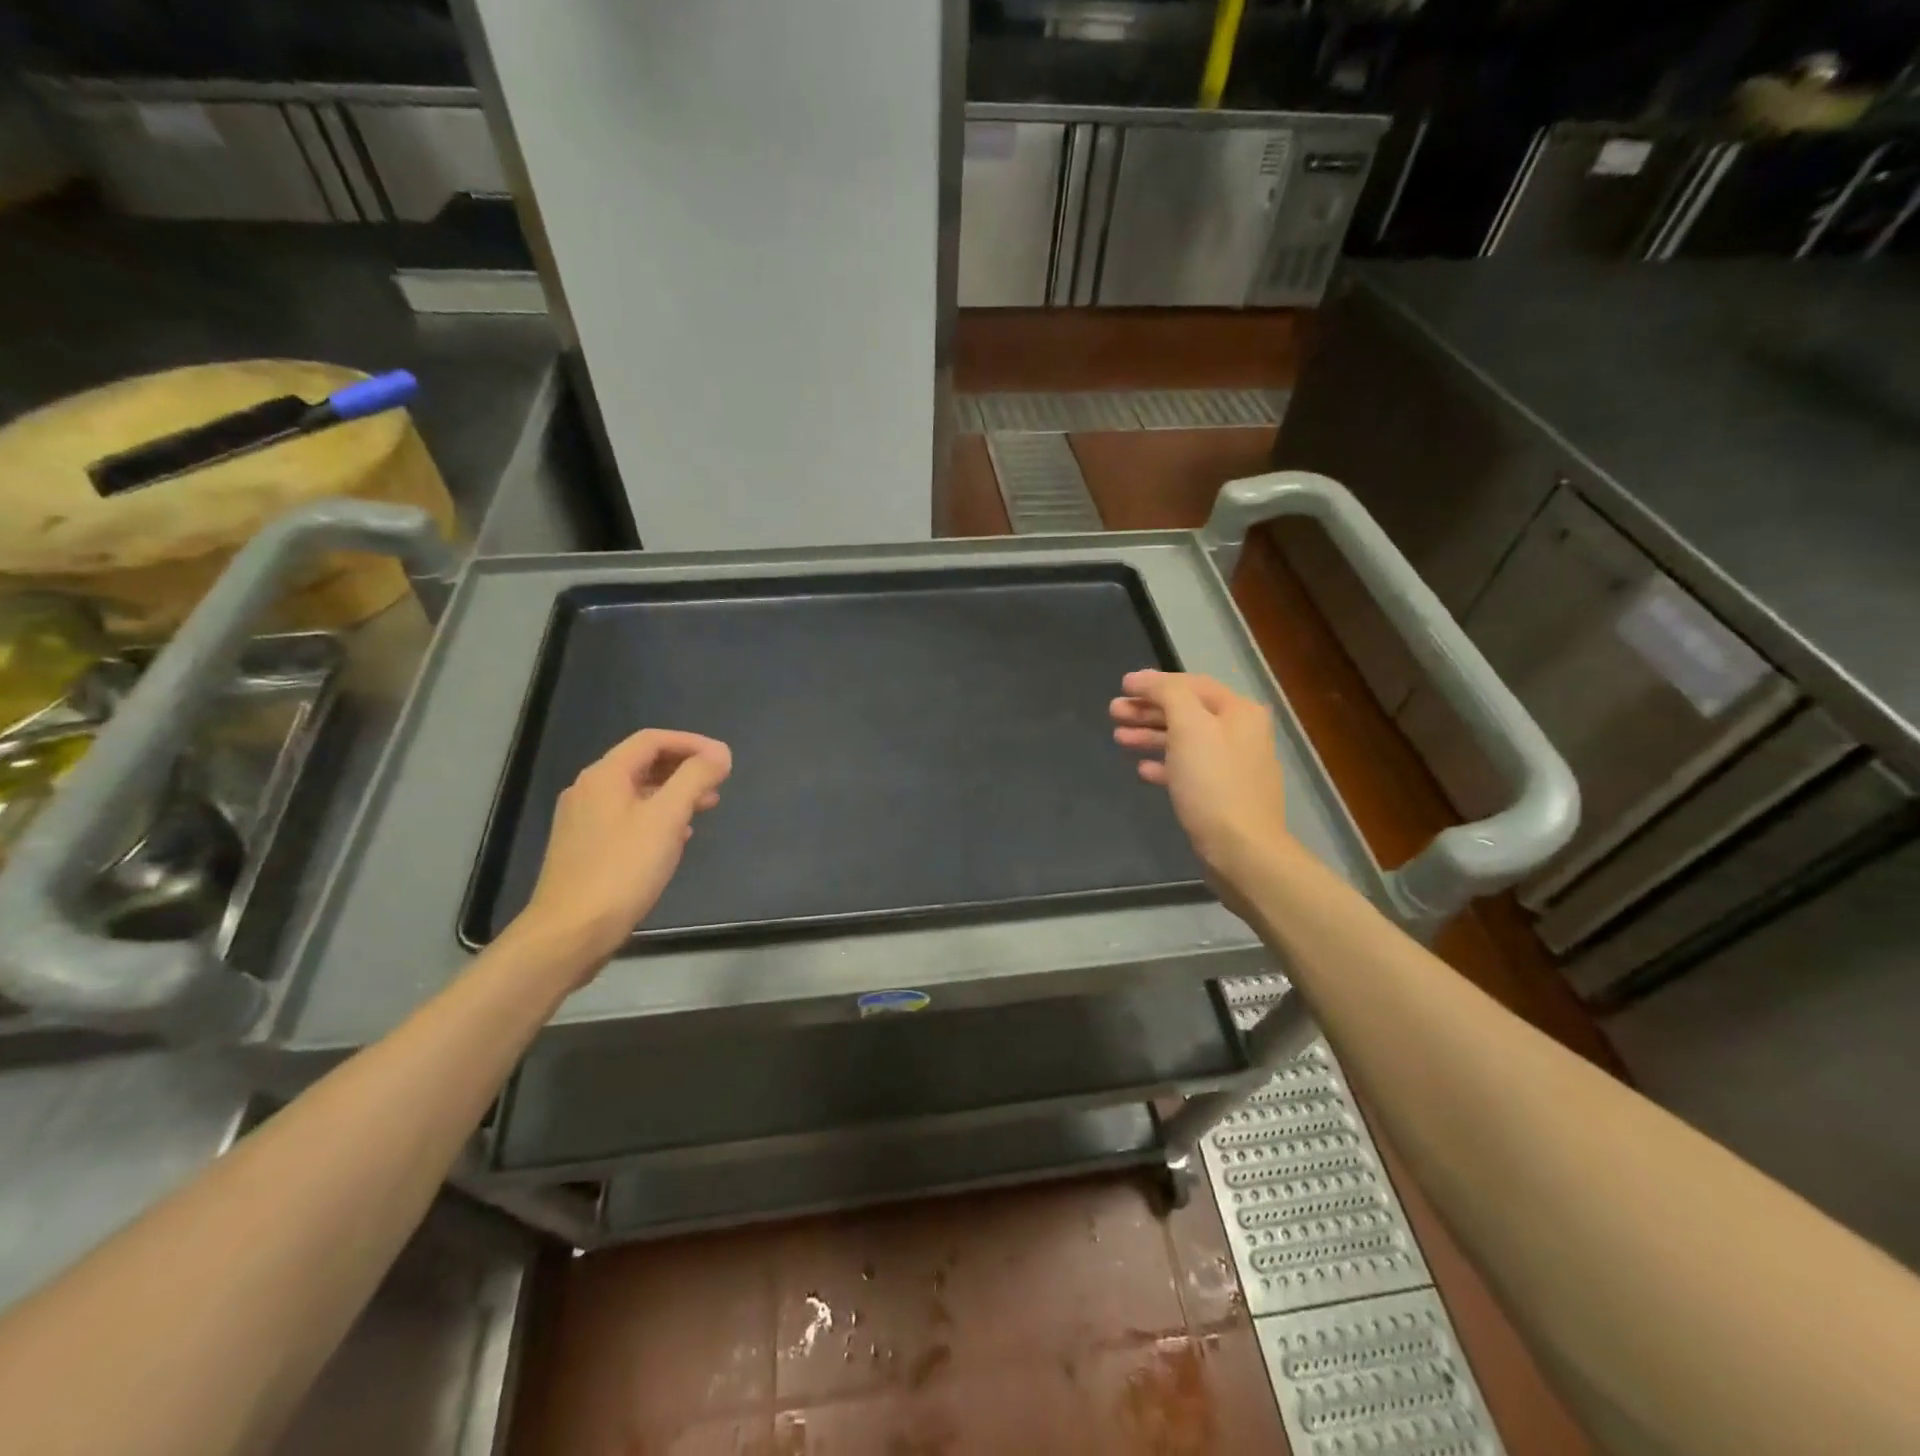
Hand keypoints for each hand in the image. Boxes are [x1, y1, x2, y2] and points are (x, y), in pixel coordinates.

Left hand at [512, 729, 732, 977]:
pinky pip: (627, 817)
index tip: (723, 759)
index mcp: (605, 776)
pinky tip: (675, 837)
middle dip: (684, 768)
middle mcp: (589, 790)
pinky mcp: (585, 847)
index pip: (652, 740)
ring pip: (636, 792)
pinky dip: (656, 816)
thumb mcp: (667, 818)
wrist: (570, 932)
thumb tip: (719, 753)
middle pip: (643, 763)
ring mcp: (583, 820)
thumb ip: (695, 779)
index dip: (692, 743)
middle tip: (718, 783)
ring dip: (673, 793)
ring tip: (705, 807)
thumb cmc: (622, 870)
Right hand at [1111, 670, 1288, 907]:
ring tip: (1119, 737)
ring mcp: (1232, 766)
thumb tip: (1145, 678)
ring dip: (1151, 735)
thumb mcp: (1189, 727)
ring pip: (1184, 741)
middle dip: (1149, 709)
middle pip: (1187, 712)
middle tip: (1113, 711)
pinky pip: (1188, 769)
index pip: (1191, 684)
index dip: (1154, 683)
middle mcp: (1240, 733)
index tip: (1122, 686)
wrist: (1242, 850)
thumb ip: (1168, 694)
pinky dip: (1164, 764)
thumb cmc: (1213, 783)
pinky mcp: (1221, 794)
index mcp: (1238, 712)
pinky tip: (1142, 769)